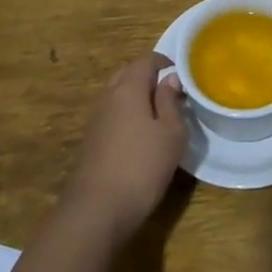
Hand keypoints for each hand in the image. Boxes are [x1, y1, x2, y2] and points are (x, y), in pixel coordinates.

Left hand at [60, 53, 185, 243]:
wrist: (96, 211)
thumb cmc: (142, 167)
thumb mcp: (171, 134)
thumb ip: (171, 102)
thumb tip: (169, 79)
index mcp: (128, 88)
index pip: (146, 60)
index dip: (165, 62)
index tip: (181, 74)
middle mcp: (108, 97)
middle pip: (128, 74)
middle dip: (148, 77)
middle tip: (170, 92)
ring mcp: (96, 119)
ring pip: (117, 95)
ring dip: (136, 97)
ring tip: (158, 115)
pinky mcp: (90, 141)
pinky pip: (112, 115)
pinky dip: (126, 115)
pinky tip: (139, 136)